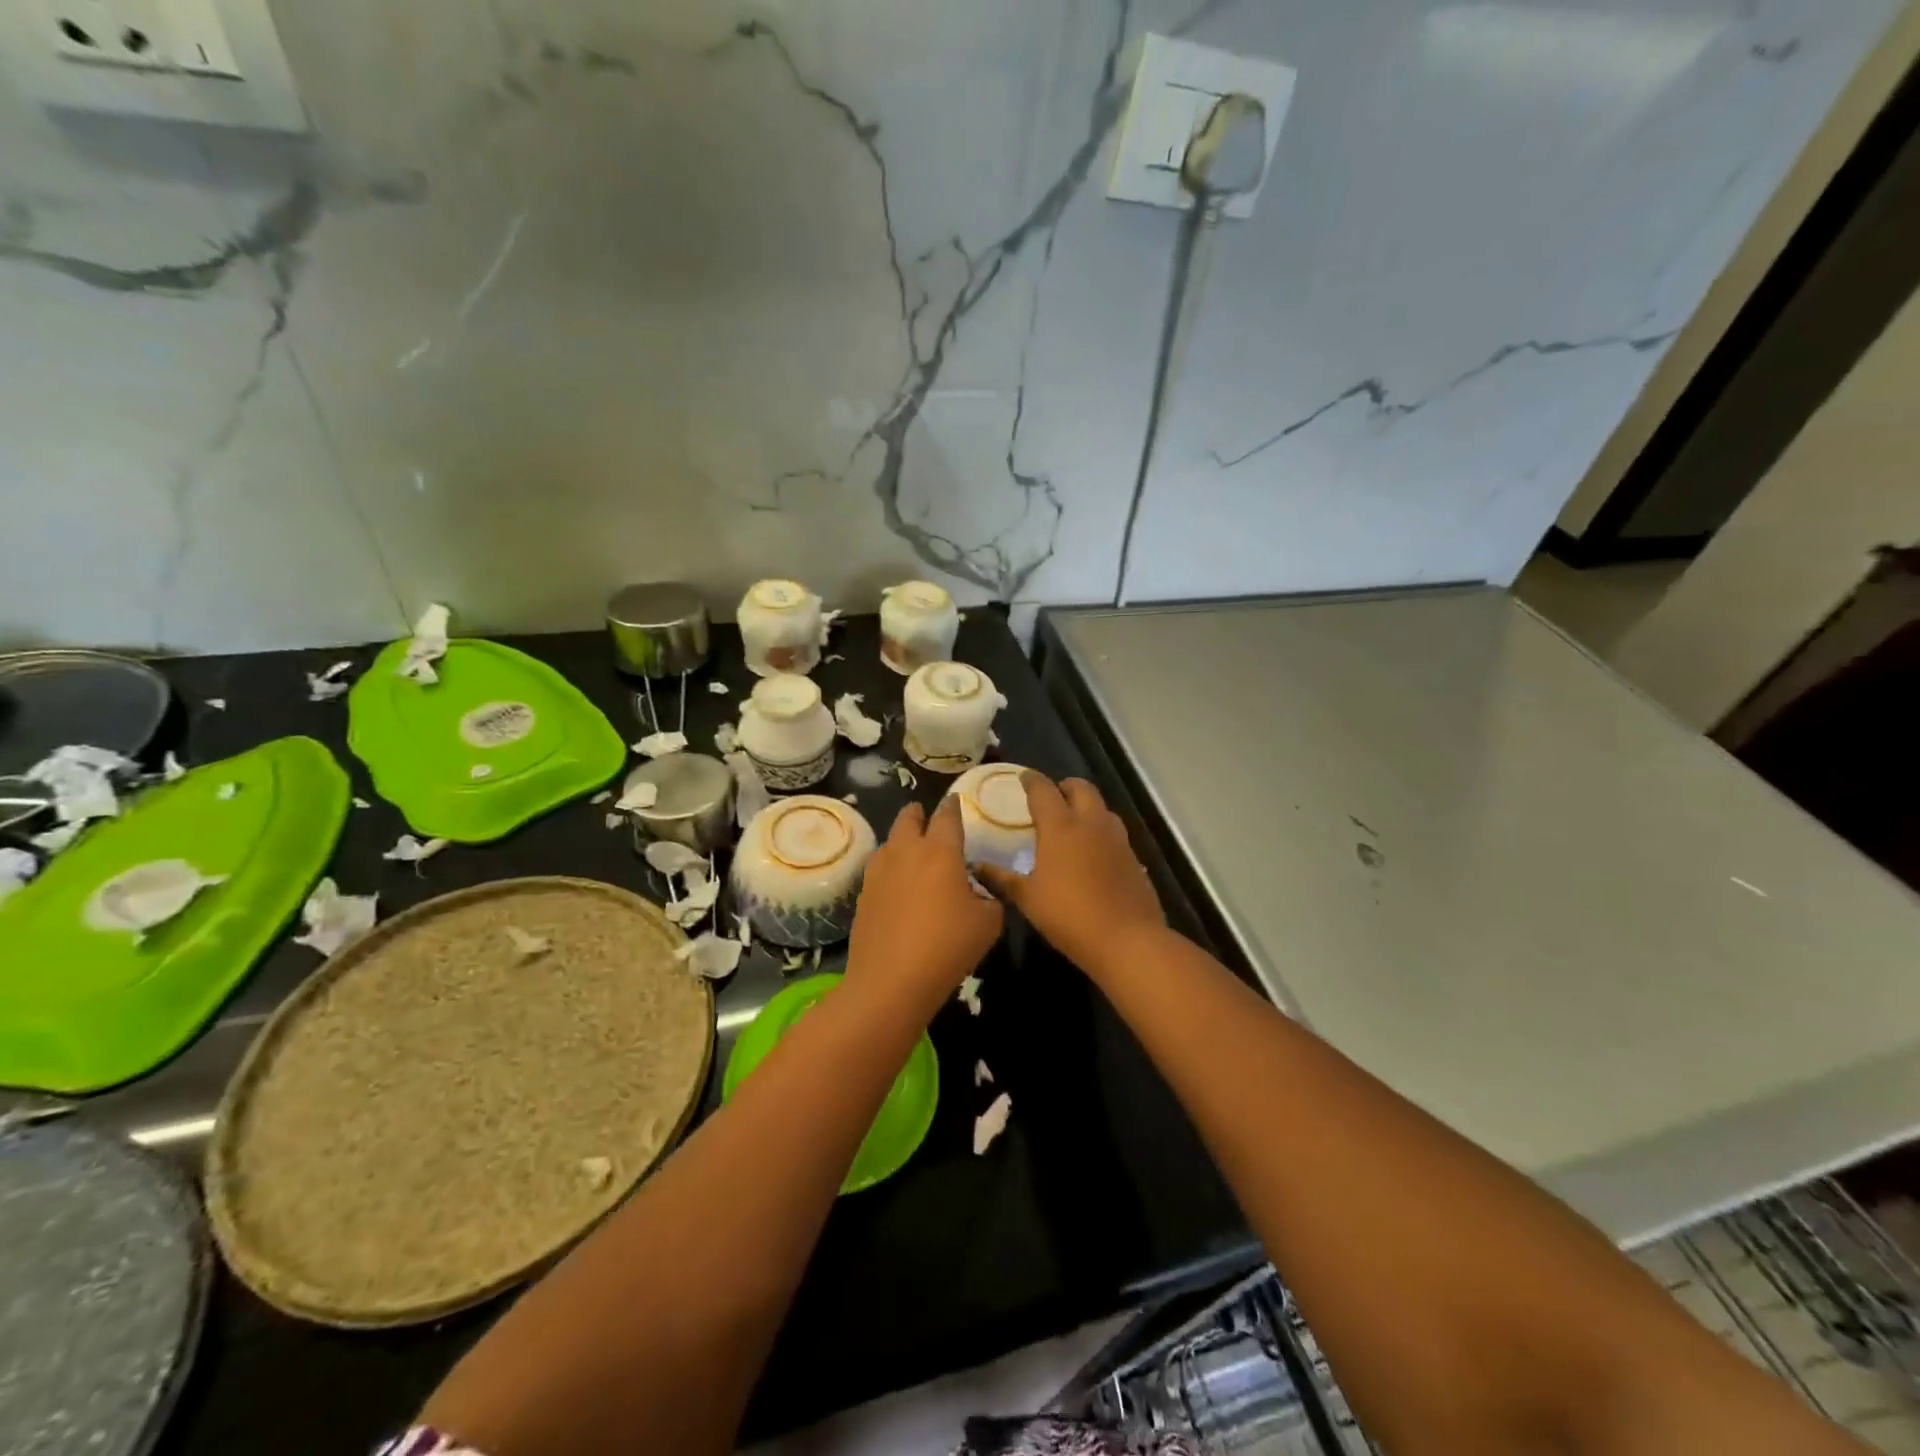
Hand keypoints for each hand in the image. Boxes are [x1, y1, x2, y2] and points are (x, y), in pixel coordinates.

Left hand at [846, 798, 1002, 1013]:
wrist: (890, 981)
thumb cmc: (947, 947)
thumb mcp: (989, 924)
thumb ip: (990, 899)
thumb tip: (981, 893)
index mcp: (941, 851)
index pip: (948, 815)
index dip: (954, 806)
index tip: (956, 801)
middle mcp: (907, 851)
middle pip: (909, 818)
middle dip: (919, 813)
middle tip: (927, 817)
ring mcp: (879, 871)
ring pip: (890, 841)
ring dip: (902, 838)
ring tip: (912, 849)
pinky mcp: (864, 893)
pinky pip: (878, 867)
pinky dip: (890, 865)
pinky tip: (897, 882)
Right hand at [975, 774, 1164, 977]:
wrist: (1126, 939)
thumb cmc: (1068, 915)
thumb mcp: (1027, 898)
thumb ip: (1001, 878)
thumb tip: (976, 867)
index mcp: (1060, 826)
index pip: (1043, 790)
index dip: (1031, 780)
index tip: (1023, 778)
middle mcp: (1090, 823)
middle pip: (1080, 787)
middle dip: (1064, 786)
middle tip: (1051, 799)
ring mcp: (1116, 838)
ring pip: (1101, 807)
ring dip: (1085, 806)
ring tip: (1071, 823)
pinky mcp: (1133, 857)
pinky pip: (1113, 832)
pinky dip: (1099, 831)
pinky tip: (1091, 852)